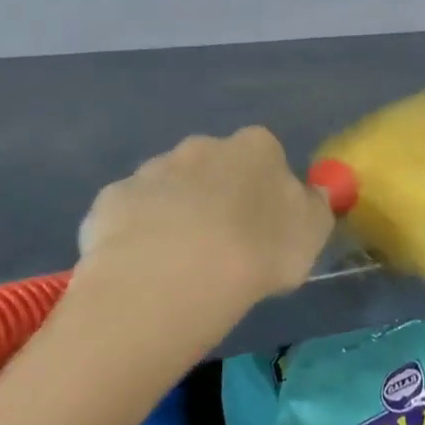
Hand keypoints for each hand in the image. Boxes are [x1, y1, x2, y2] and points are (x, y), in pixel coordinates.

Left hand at [75, 127, 333, 329]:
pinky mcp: (110, 201)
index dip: (266, 191)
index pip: (267, 156)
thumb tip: (308, 196)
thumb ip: (313, 207)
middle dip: (217, 196)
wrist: (173, 277)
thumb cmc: (258, 251)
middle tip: (223, 246)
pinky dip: (137, 235)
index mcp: (254, 148)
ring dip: (176, 215)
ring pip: (169, 190)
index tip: (266, 227)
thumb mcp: (312, 234)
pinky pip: (131, 215)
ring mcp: (150, 171)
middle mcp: (201, 146)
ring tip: (181, 266)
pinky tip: (144, 270)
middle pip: (213, 167)